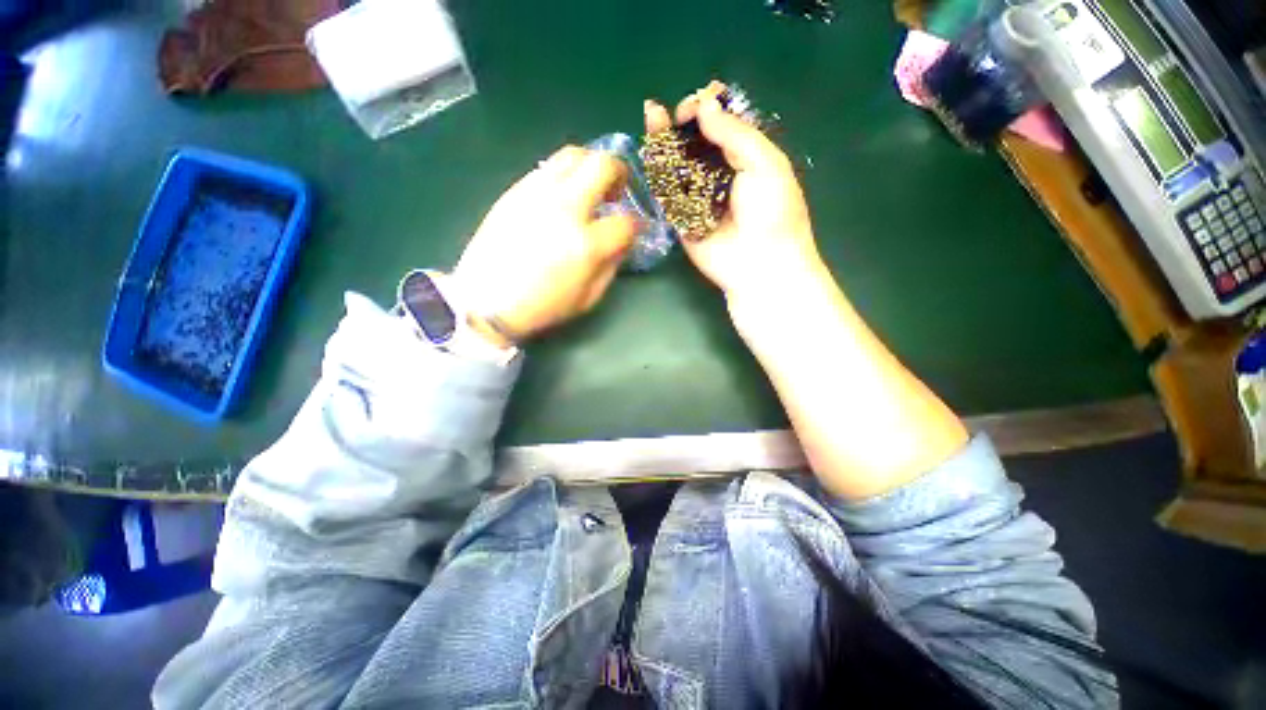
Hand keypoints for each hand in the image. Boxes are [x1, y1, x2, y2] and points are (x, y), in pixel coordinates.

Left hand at [452, 146, 636, 346]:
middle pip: (602, 165)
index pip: (625, 222)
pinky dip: (564, 175)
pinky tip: (562, 196)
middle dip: (620, 172)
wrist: (486, 300)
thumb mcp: (587, 299)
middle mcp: (565, 209)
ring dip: (590, 165)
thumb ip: (611, 267)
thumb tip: (622, 243)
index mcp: (586, 244)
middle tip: (617, 189)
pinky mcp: (515, 191)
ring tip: (590, 187)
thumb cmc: (542, 306)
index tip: (634, 230)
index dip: (636, 225)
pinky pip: (547, 168)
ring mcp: (537, 194)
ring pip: (572, 154)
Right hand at [644, 83, 824, 301]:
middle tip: (676, 112)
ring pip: (678, 163)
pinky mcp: (680, 217)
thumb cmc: (773, 213)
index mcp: (746, 158)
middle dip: (684, 122)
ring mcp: (698, 197)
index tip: (702, 100)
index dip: (711, 109)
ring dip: (665, 139)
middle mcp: (720, 175)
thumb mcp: (765, 163)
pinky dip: (657, 170)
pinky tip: (650, 148)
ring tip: (653, 114)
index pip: (724, 126)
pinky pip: (667, 191)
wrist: (759, 264)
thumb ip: (735, 133)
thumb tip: (705, 106)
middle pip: (696, 142)